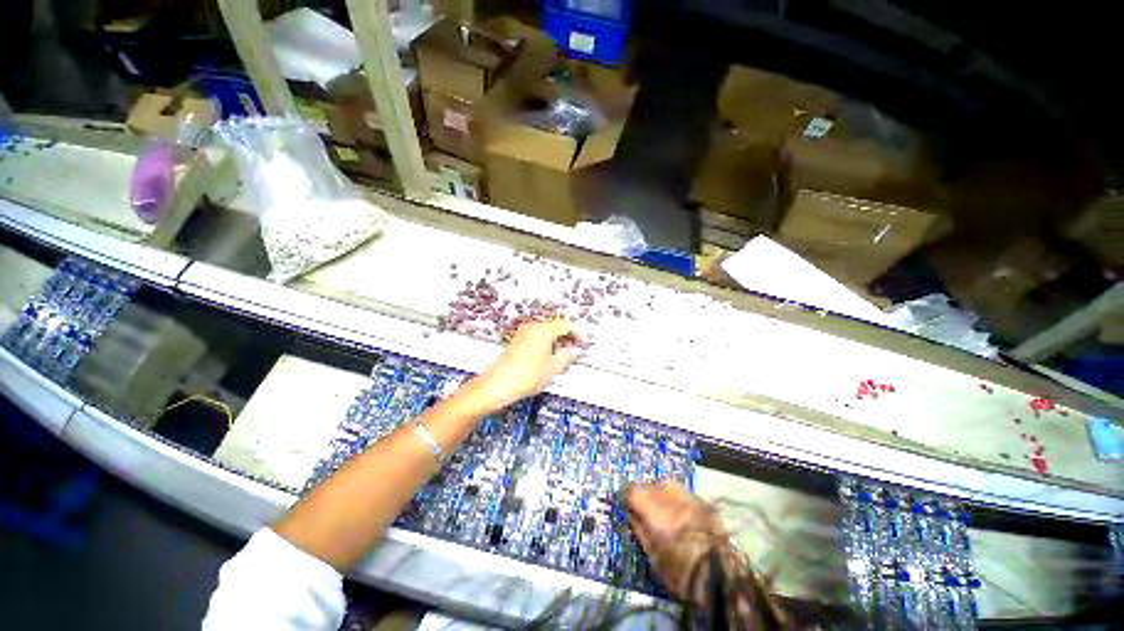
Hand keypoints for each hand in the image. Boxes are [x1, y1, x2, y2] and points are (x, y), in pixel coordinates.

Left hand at [472, 319, 581, 411]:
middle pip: (555, 326)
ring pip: (545, 331)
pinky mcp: (516, 340)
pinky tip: (546, 357)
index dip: (577, 334)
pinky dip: (544, 343)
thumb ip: (566, 356)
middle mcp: (533, 327)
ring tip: (561, 356)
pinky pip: (535, 336)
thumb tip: (573, 351)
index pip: (566, 325)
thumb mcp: (553, 368)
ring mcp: (523, 333)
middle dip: (566, 337)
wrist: (498, 384)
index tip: (583, 345)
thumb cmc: (528, 375)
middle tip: (574, 350)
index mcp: (544, 330)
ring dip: (555, 340)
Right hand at [626, 479, 729, 605]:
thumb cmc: (680, 568)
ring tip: (665, 517)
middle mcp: (665, 489)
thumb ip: (639, 528)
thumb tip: (632, 515)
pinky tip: (682, 519)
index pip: (629, 490)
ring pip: (664, 486)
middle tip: (647, 517)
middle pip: (646, 485)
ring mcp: (684, 491)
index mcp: (650, 502)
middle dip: (644, 498)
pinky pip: (681, 494)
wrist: (721, 573)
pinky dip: (676, 502)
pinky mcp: (700, 498)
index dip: (628, 502)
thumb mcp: (652, 554)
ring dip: (660, 498)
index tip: (629, 513)